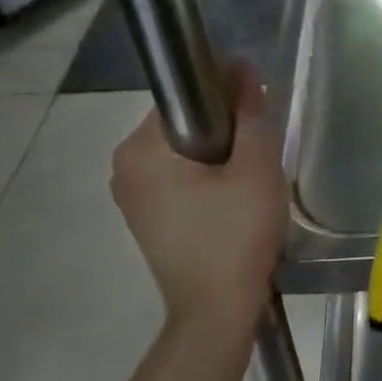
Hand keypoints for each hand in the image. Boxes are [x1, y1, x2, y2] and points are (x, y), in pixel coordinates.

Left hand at [110, 61, 285, 338]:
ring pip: (182, 154)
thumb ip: (251, 115)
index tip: (256, 117)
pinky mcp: (143, 218)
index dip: (226, 98)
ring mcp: (130, 196)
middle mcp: (123, 167)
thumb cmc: (236, 236)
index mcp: (140, 150)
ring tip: (247, 184)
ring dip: (216, 158)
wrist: (216, 311)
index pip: (185, 98)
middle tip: (257, 159)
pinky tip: (229, 204)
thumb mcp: (256, 170)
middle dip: (223, 133)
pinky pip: (177, 180)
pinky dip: (204, 181)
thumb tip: (244, 70)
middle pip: (183, 126)